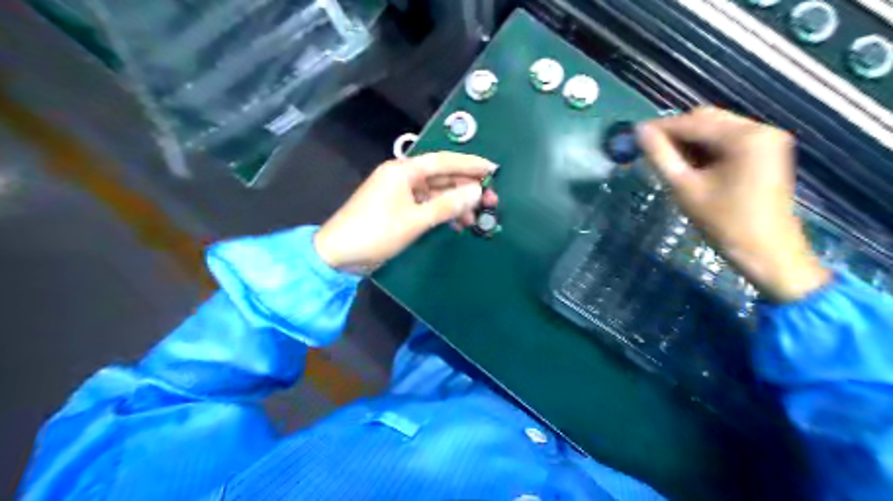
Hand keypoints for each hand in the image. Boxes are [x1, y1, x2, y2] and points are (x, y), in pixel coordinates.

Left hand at [312, 150, 495, 273]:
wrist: (337, 254)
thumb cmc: (376, 233)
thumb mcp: (415, 220)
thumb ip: (447, 205)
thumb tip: (477, 192)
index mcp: (404, 170)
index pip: (444, 161)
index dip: (470, 164)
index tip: (494, 169)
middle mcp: (402, 176)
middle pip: (441, 176)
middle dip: (466, 188)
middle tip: (491, 201)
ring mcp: (399, 192)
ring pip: (435, 192)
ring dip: (455, 203)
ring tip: (475, 219)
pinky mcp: (398, 207)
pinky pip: (426, 204)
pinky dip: (441, 213)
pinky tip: (456, 224)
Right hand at [635, 106, 829, 300]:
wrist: (766, 252)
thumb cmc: (723, 222)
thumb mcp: (685, 188)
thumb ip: (660, 156)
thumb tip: (639, 132)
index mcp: (745, 136)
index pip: (693, 122)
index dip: (661, 128)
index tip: (634, 136)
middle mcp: (761, 129)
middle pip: (707, 120)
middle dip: (676, 133)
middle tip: (649, 150)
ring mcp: (767, 140)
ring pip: (716, 129)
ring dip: (689, 141)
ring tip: (666, 159)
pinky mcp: (766, 152)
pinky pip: (728, 141)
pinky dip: (705, 149)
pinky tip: (689, 164)